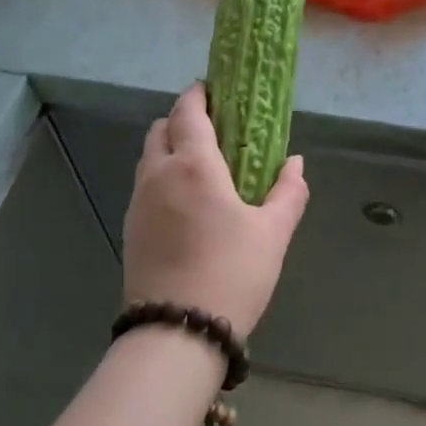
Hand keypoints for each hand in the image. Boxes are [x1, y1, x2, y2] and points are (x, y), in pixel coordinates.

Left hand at [122, 84, 309, 338]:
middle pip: (162, 129)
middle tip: (215, 130)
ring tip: (203, 167)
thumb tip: (295, 164)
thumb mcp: (273, 234)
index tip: (216, 91)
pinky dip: (163, 177)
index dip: (200, 95)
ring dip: (171, 148)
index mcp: (193, 166)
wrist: (176, 334)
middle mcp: (158, 175)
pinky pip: (145, 185)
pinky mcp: (130, 229)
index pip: (188, 112)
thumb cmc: (231, 274)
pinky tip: (187, 203)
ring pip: (149, 157)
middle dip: (184, 119)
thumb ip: (288, 193)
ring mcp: (139, 202)